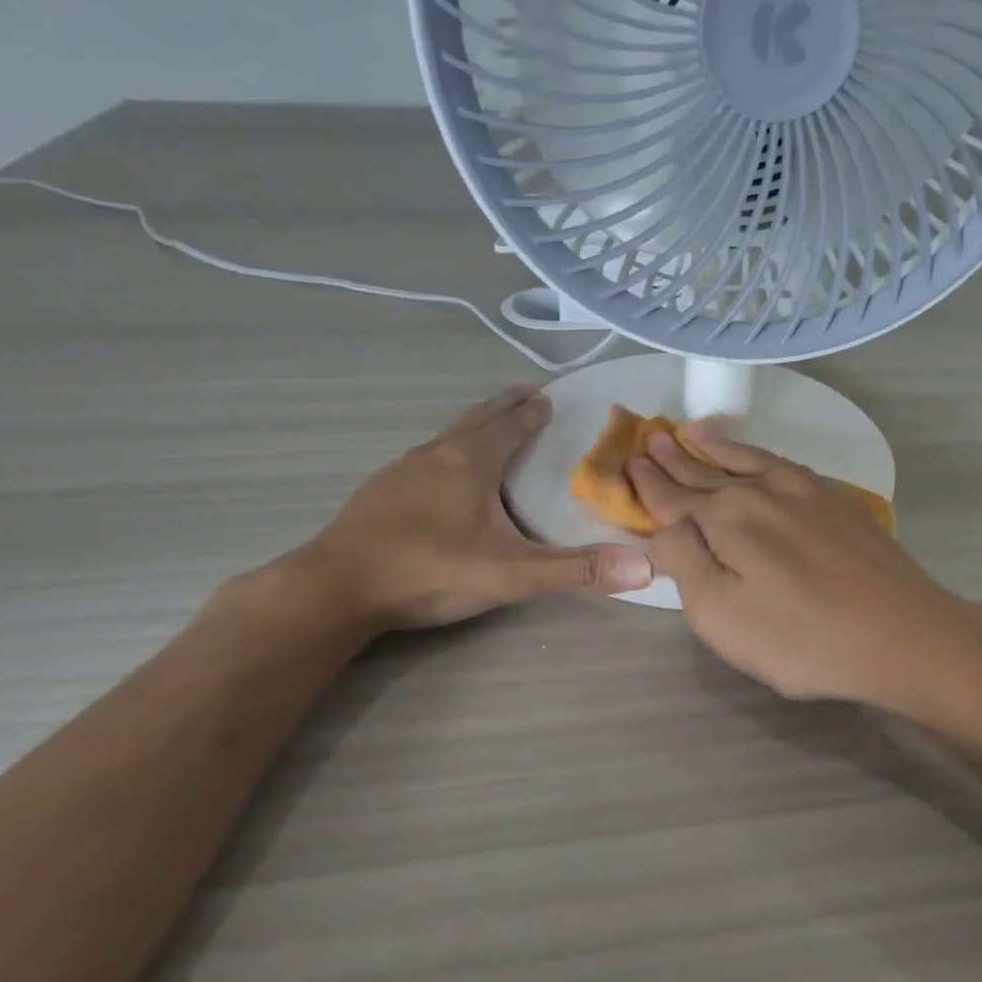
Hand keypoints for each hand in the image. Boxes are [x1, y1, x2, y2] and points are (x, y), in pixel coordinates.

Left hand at [296, 384, 652, 631]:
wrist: (334, 589)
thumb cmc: (429, 570)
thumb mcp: (511, 575)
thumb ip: (577, 571)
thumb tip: (647, 567)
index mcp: (470, 461)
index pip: (511, 424)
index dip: (533, 411)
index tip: (550, 396)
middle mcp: (436, 454)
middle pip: (478, 418)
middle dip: (505, 405)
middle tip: (528, 392)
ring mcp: (401, 471)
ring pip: (448, 436)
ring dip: (476, 426)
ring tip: (492, 427)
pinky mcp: (379, 493)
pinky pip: (425, 459)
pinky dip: (448, 452)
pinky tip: (443, 475)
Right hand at [627, 422, 981, 711]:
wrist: (903, 635)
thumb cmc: (802, 638)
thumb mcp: (721, 614)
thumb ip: (684, 562)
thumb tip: (663, 527)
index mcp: (726, 518)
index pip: (674, 499)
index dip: (649, 484)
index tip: (629, 463)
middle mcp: (762, 492)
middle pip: (707, 474)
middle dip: (676, 459)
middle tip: (652, 438)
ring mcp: (806, 492)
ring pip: (748, 461)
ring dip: (717, 447)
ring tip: (694, 431)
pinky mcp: (839, 503)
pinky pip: (785, 465)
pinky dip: (762, 455)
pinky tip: (761, 458)